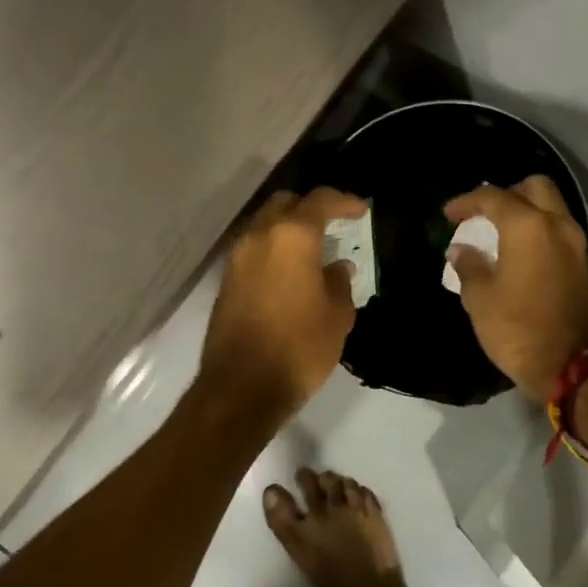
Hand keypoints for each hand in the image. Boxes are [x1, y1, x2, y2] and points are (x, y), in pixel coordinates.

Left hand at [198, 187, 366, 419]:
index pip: (320, 201)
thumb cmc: (300, 347)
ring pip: (264, 224)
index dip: (344, 201)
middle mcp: (259, 236)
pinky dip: (272, 249)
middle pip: (284, 203)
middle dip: (309, 208)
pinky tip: (290, 271)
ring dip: (287, 229)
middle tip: (332, 224)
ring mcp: (237, 257)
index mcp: (292, 236)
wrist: (242, 386)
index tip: (361, 210)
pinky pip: (253, 249)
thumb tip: (337, 267)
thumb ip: (339, 282)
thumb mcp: (336, 316)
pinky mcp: (226, 280)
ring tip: (312, 250)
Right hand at [444, 176, 587, 402]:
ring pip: (553, 210)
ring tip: (500, 235)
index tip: (449, 214)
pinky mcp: (587, 268)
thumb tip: (462, 250)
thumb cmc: (516, 329)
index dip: (467, 201)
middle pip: (536, 187)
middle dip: (507, 194)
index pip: (494, 197)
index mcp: (528, 227)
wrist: (570, 367)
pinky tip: (521, 256)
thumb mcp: (480, 298)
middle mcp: (558, 226)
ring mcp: (578, 246)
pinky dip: (540, 235)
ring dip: (527, 214)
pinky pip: (560, 236)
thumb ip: (469, 266)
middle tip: (484, 213)